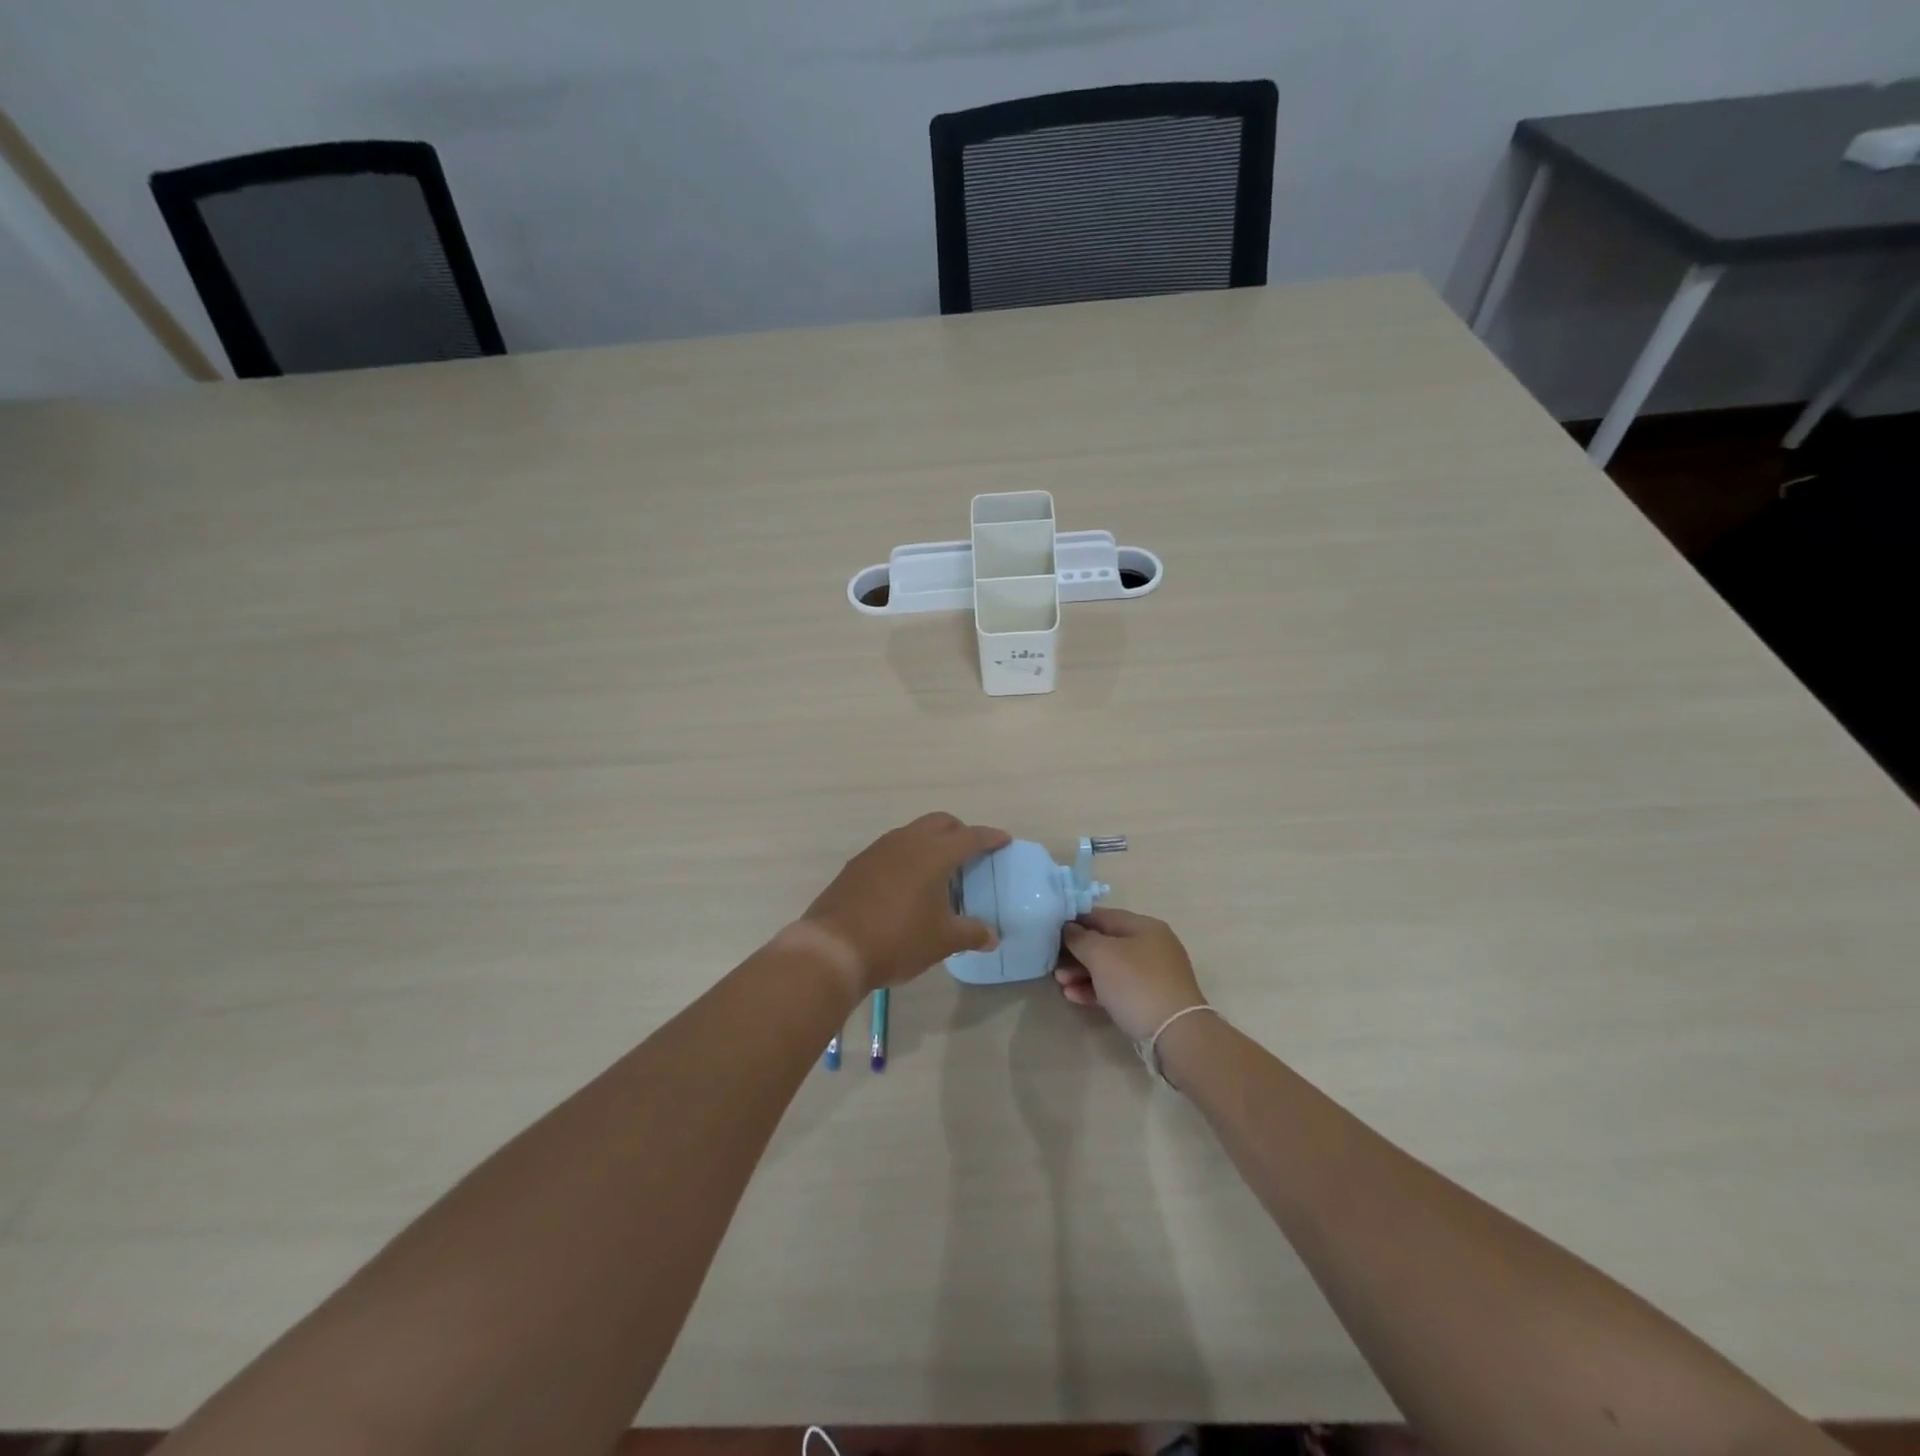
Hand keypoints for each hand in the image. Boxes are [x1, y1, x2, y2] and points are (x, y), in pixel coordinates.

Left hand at [800, 813, 1010, 991]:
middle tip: (971, 853)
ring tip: (939, 870)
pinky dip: (908, 856)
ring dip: (930, 842)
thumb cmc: (897, 940)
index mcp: (934, 854)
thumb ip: (971, 934)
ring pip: (913, 832)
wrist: (833, 948)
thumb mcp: (942, 941)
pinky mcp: (858, 864)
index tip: (1004, 840)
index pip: (970, 837)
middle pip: (940, 823)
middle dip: (959, 832)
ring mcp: (878, 850)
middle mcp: (907, 841)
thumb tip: (991, 936)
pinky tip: (907, 883)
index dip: (990, 838)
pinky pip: (892, 849)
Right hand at [1054, 907, 1204, 1041]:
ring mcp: (1153, 974)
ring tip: (1060, 983)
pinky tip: (1074, 997)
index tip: (1051, 932)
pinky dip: (1096, 989)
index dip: (1075, 921)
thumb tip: (1069, 928)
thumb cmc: (1136, 984)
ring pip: (1110, 967)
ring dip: (1082, 973)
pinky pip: (1117, 988)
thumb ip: (1080, 938)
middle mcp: (1151, 945)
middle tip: (1053, 964)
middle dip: (1077, 953)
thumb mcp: (1101, 955)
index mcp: (1143, 926)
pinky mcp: (1151, 999)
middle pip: (1105, 943)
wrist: (1175, 1034)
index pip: (1102, 916)